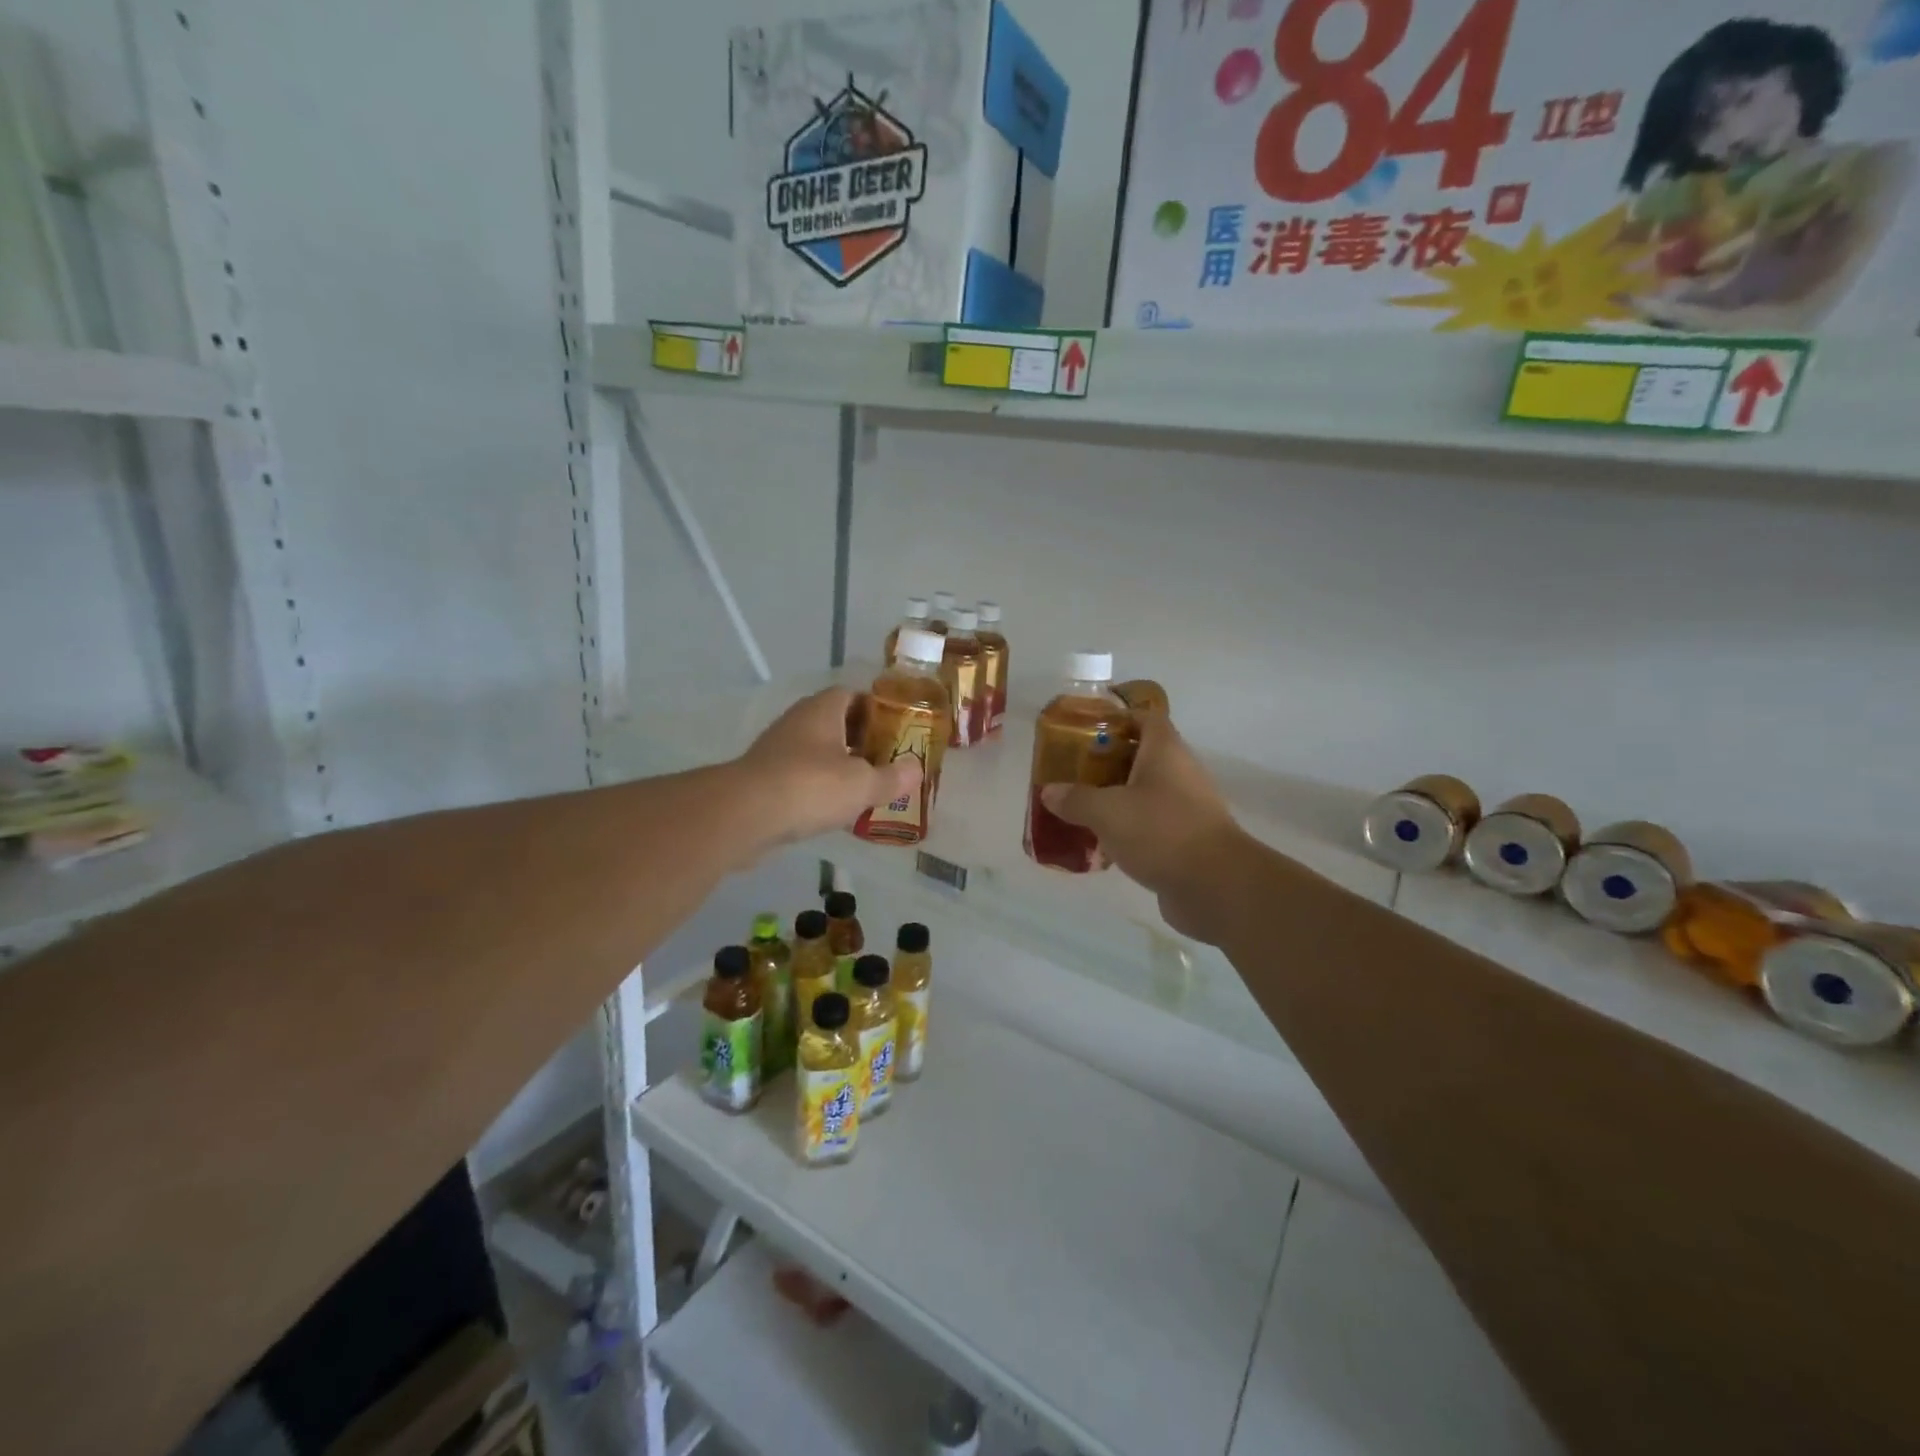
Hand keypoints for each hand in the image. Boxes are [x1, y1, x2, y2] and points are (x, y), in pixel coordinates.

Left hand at [737, 687, 919, 845]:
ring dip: (837, 765)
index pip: (852, 694)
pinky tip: (832, 809)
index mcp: (822, 710)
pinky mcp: (762, 778)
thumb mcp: (863, 784)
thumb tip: (916, 769)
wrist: (744, 815)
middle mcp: (797, 722)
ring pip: (815, 751)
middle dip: (859, 739)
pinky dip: (816, 787)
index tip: (895, 730)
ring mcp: (776, 750)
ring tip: (863, 787)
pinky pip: (799, 776)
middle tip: (884, 760)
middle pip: (834, 722)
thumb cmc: (810, 786)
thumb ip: (892, 777)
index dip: (876, 708)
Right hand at [1040, 712, 1247, 940]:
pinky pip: (1150, 825)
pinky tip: (1101, 844)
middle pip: (1141, 756)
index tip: (1085, 729)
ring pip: (1144, 793)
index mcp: (1166, 751)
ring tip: (1079, 807)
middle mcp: (1180, 773)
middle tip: (1072, 772)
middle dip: (1106, 762)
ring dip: (1115, 798)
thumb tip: (1050, 791)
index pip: (1145, 718)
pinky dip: (1127, 830)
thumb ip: (1075, 799)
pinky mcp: (1186, 840)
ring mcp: (1186, 808)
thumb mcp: (1107, 811)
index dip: (1117, 718)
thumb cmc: (1161, 831)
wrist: (1215, 886)